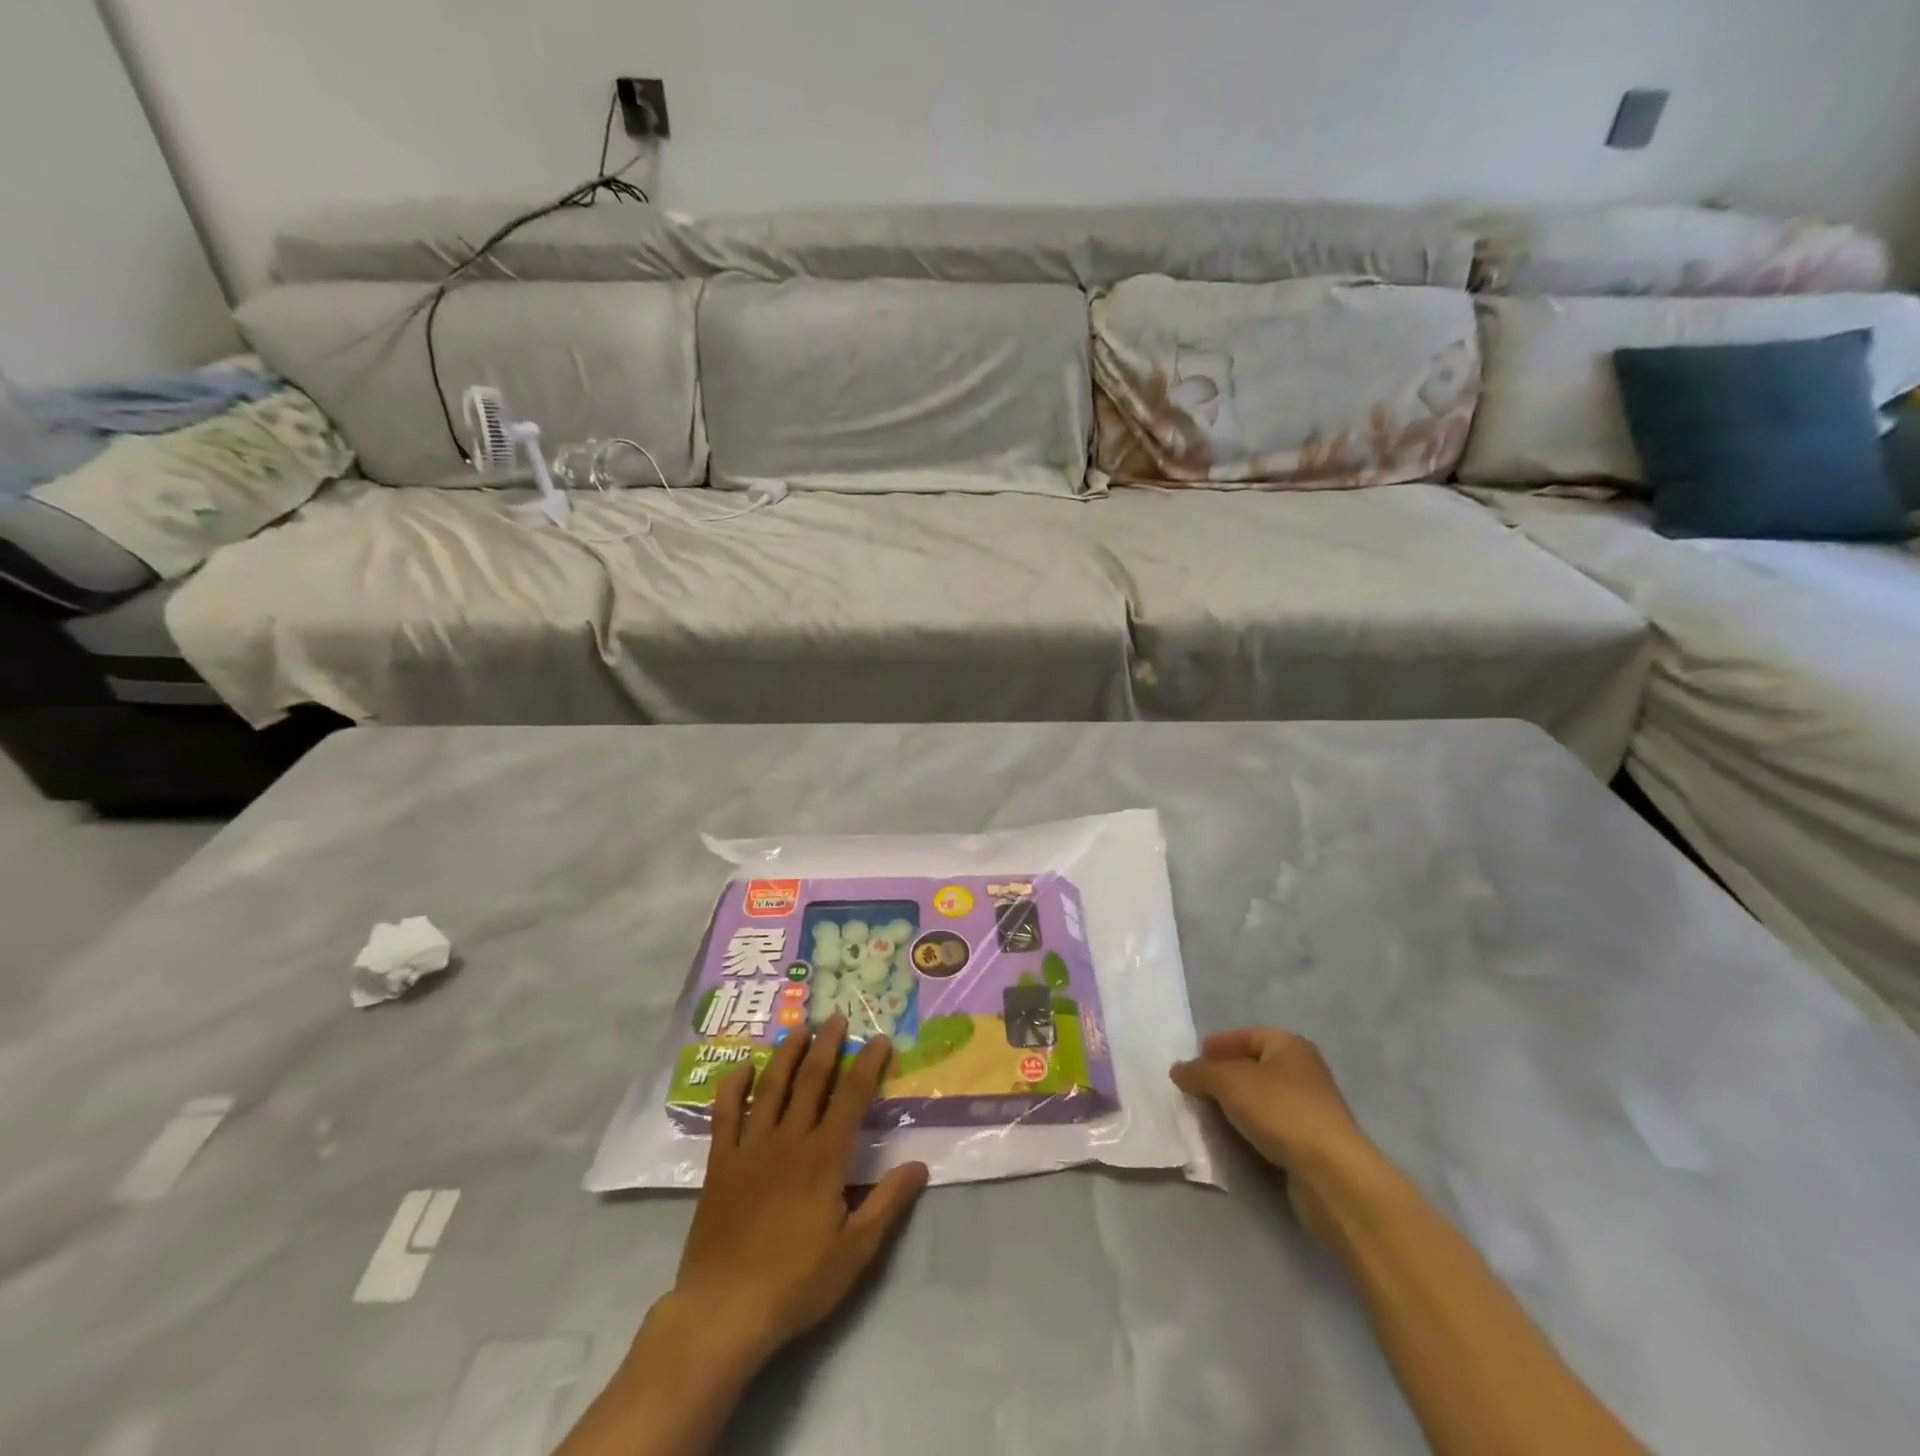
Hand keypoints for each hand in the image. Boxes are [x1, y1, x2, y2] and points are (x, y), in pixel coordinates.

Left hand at [671, 1014, 929, 1366]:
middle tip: (836, 1017)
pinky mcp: (721, 1164)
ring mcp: (751, 1148)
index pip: (852, 1098)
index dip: (868, 1066)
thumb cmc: (796, 1283)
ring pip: (771, 1088)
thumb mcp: (855, 1252)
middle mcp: (789, 1140)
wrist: (724, 1310)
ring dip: (786, 1055)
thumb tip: (920, 1165)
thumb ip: (887, 1203)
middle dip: (827, 1046)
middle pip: (811, 1081)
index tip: (880, 1040)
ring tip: (798, 1029)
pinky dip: (733, 1088)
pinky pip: (725, 1115)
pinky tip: (741, 1069)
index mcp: (824, 1158)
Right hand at [1171, 1027, 1376, 1238]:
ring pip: (1261, 1100)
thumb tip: (1179, 1070)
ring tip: (1208, 1116)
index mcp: (1289, 1045)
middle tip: (1195, 1090)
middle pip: (1253, 1067)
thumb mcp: (1228, 1081)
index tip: (1193, 1062)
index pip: (1245, 1036)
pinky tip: (1234, 1140)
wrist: (1331, 1173)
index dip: (1219, 1046)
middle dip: (1223, 1078)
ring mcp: (1310, 1109)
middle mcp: (1303, 1071)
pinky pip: (1271, 1128)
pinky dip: (1251, 1130)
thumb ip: (1199, 1072)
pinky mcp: (1311, 1143)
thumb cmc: (1280, 1110)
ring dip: (1235, 1107)